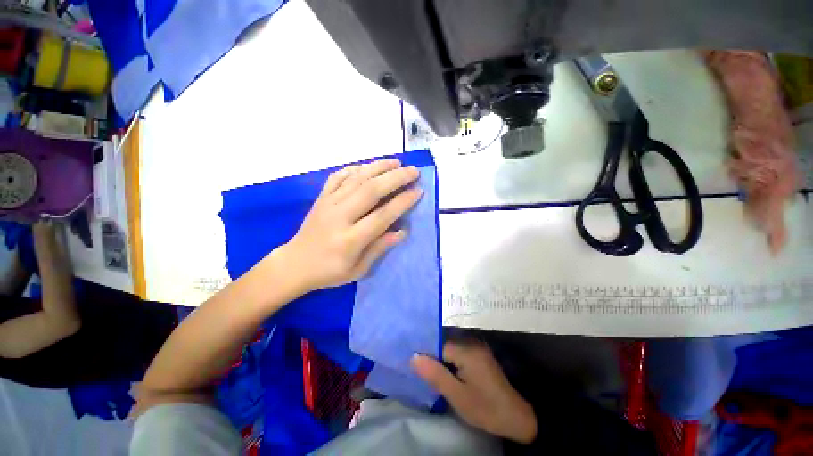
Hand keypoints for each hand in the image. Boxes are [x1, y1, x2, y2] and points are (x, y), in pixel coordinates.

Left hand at [279, 159, 421, 291]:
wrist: (294, 264)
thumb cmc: (329, 272)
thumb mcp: (358, 270)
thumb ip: (380, 248)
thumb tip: (402, 231)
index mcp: (350, 240)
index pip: (382, 215)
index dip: (402, 202)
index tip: (418, 191)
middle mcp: (339, 217)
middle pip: (371, 190)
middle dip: (395, 178)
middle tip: (413, 171)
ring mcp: (328, 204)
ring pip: (356, 179)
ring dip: (379, 168)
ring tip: (397, 162)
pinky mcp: (321, 198)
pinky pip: (338, 177)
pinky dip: (355, 169)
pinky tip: (367, 167)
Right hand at [412, 341, 537, 443]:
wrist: (517, 417)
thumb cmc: (485, 408)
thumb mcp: (457, 395)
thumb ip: (435, 374)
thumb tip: (413, 357)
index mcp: (466, 350)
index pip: (438, 346)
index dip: (428, 357)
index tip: (419, 369)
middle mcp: (472, 343)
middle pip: (445, 345)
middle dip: (434, 358)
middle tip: (425, 374)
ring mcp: (478, 348)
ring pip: (451, 350)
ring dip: (442, 361)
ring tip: (434, 375)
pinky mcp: (480, 356)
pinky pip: (460, 354)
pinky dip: (452, 363)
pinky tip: (449, 375)